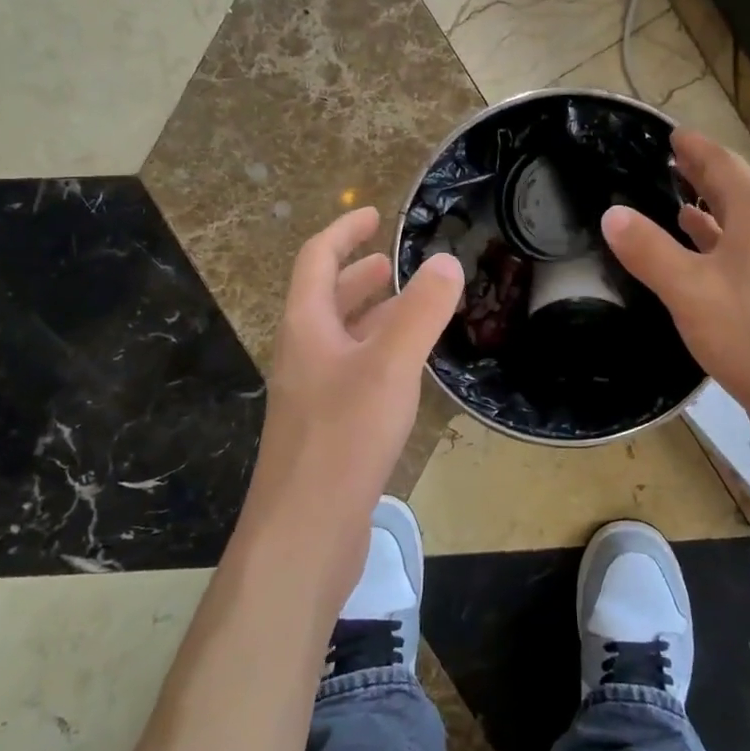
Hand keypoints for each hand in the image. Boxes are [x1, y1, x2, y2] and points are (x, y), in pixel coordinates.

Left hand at [236, 207, 463, 602]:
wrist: (303, 535)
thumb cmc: (342, 439)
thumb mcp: (389, 366)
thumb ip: (420, 312)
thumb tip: (446, 261)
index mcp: (306, 329)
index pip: (316, 260)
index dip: (343, 231)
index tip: (374, 215)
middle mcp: (304, 356)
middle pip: (326, 299)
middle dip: (358, 275)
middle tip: (393, 263)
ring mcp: (313, 396)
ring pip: (343, 339)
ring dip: (372, 315)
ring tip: (411, 308)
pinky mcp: (329, 430)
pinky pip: (355, 374)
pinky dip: (380, 355)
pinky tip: (408, 371)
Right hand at [602, 130, 749, 460]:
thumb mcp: (688, 289)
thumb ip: (648, 249)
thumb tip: (611, 214)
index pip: (723, 164)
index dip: (695, 148)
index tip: (671, 135)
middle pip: (736, 192)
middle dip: (703, 176)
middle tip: (670, 162)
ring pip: (739, 228)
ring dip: (710, 214)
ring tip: (677, 205)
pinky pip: (741, 259)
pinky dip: (716, 250)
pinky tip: (699, 263)